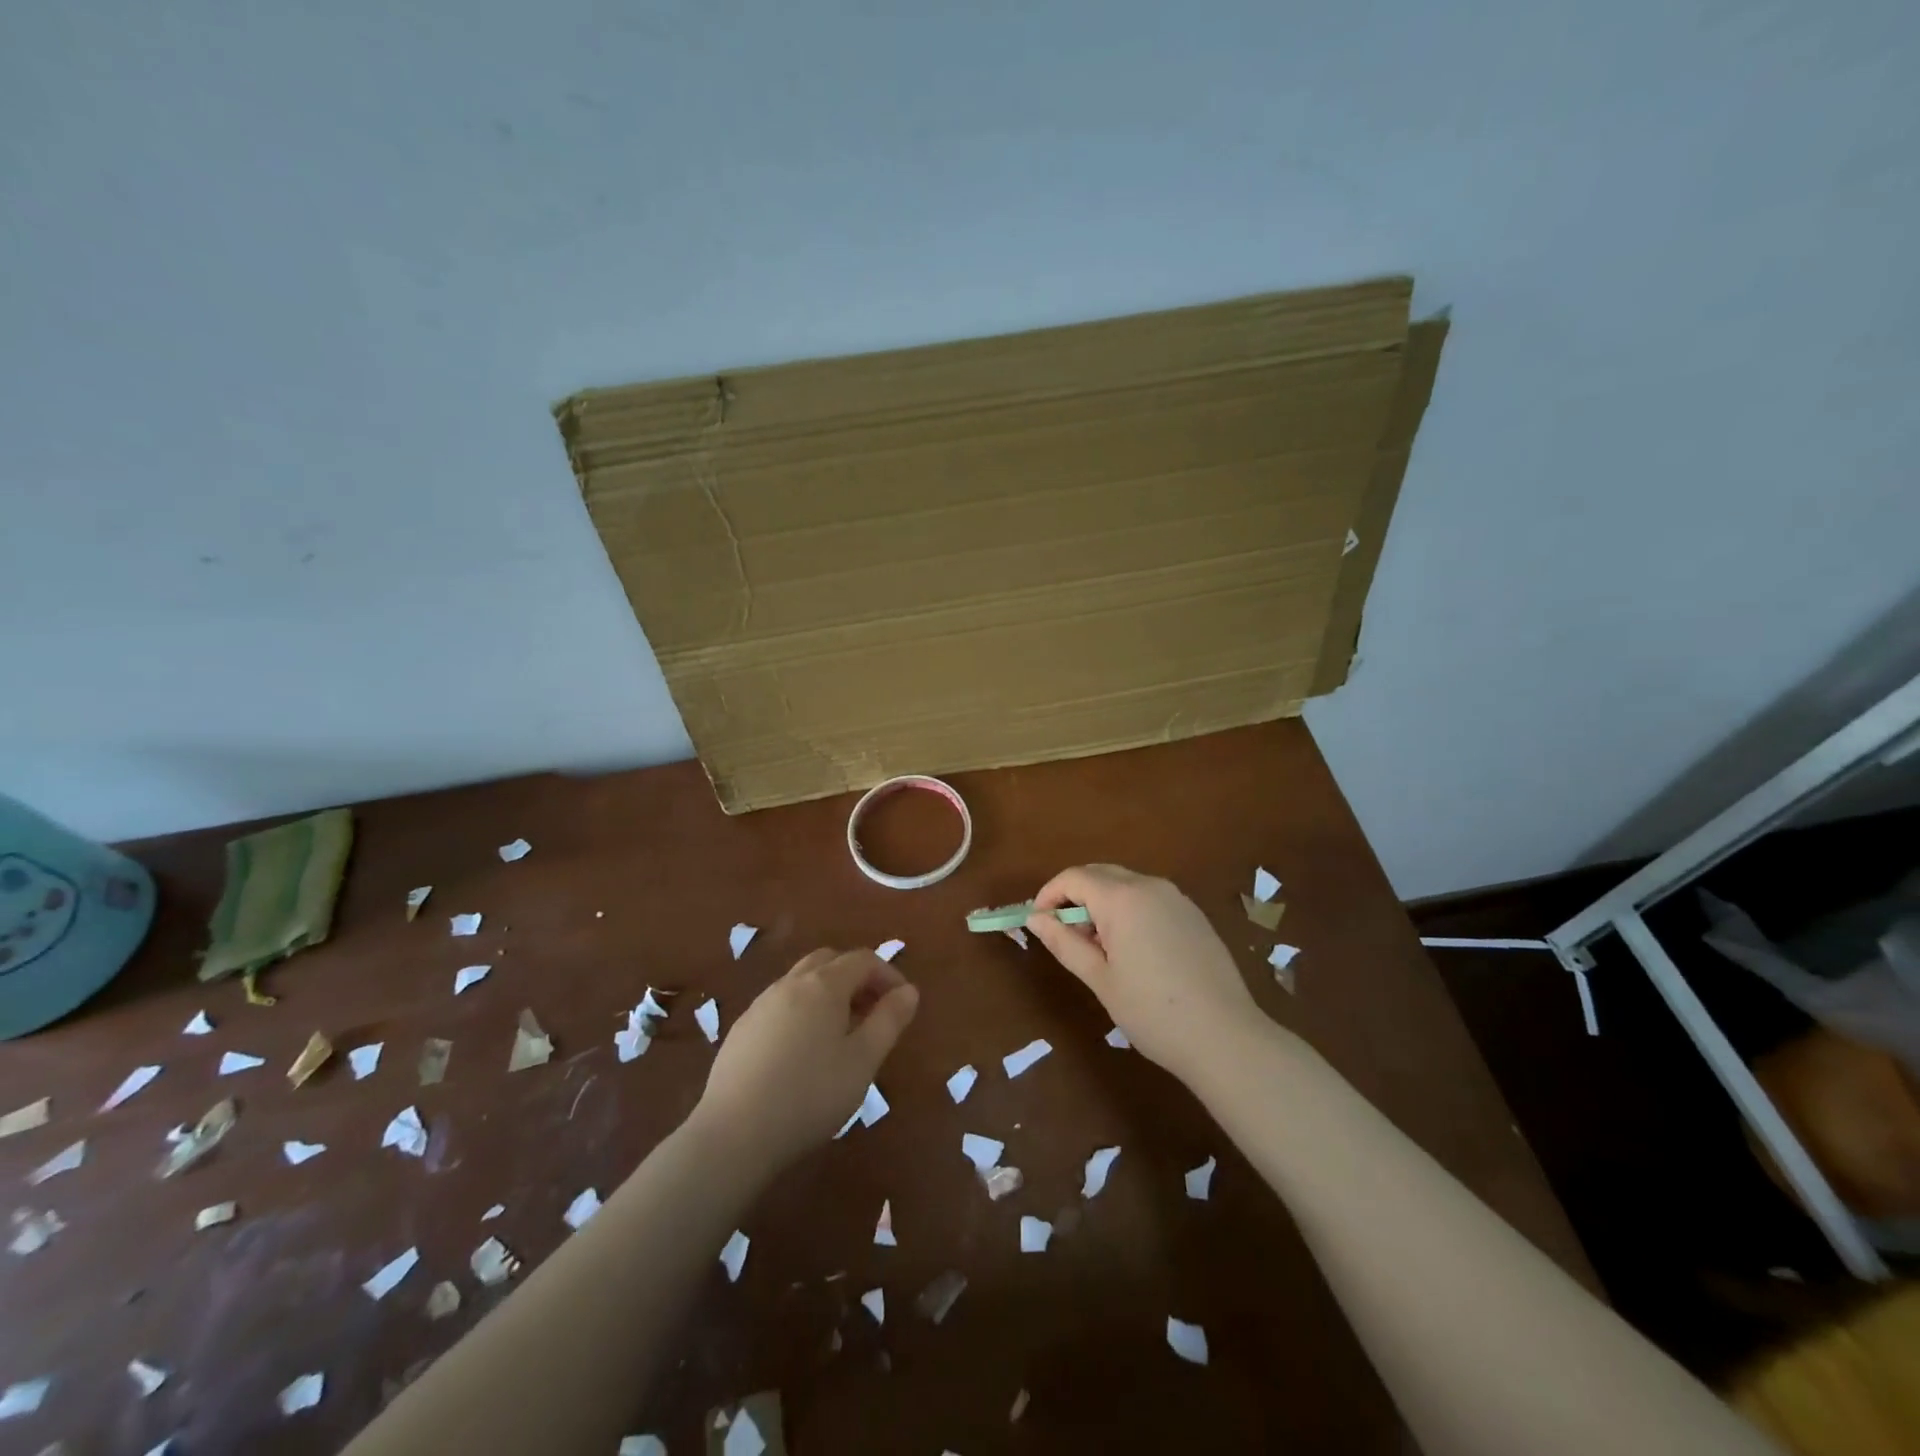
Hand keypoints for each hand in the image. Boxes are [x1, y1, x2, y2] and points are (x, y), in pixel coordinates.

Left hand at [693, 948, 918, 1170]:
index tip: (902, 1002)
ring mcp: (761, 1004)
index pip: (863, 960)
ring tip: (841, 1034)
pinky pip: (780, 1004)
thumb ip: (889, 1021)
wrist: (734, 1133)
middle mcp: (790, 983)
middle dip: (856, 977)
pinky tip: (803, 1052)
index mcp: (823, 985)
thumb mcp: (863, 1061)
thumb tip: (908, 991)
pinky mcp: (742, 1029)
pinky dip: (802, 1011)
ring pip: (802, 981)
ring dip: (828, 993)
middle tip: (872, 1012)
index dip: (888, 974)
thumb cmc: (810, 1094)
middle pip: (829, 961)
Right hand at [1027, 864, 1264, 1083]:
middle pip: (1099, 874)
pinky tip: (1132, 951)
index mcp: (1122, 898)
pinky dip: (1128, 911)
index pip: (1074, 877)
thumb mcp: (1100, 979)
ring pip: (1125, 885)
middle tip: (1063, 936)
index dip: (1049, 895)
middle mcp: (1150, 886)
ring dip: (1102, 904)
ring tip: (1097, 948)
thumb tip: (1035, 918)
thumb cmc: (1152, 1011)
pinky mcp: (1194, 914)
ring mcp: (1177, 898)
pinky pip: (1149, 899)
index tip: (1037, 924)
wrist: (1225, 1038)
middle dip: (1074, 896)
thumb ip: (1064, 942)